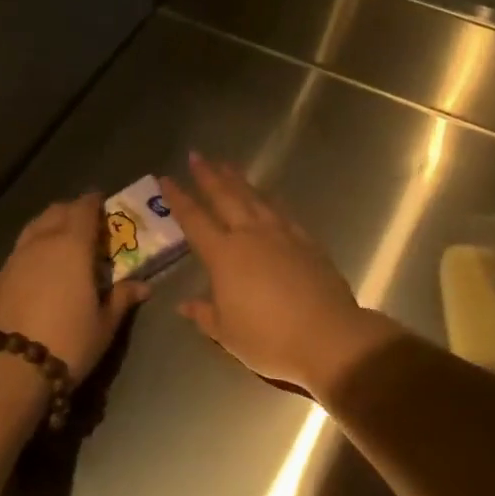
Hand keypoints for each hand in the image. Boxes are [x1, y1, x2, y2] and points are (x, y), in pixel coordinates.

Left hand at [0, 193, 150, 382]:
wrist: (8, 370)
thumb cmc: (68, 342)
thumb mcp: (104, 324)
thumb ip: (122, 299)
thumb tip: (144, 286)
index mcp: (73, 245)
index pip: (84, 208)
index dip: (95, 202)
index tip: (105, 203)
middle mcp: (43, 242)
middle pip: (57, 211)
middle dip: (73, 211)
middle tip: (89, 224)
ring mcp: (16, 258)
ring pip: (35, 226)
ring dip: (51, 225)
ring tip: (64, 242)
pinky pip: (21, 248)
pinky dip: (35, 246)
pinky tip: (41, 268)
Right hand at [162, 152, 399, 397]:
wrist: (327, 336)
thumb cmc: (269, 339)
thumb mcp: (227, 334)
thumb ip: (204, 314)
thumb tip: (184, 304)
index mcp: (224, 255)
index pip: (194, 220)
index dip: (178, 199)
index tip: (166, 179)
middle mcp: (250, 235)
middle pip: (225, 197)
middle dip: (208, 175)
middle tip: (197, 156)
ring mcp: (281, 234)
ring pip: (254, 198)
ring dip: (238, 180)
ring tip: (226, 164)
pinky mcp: (305, 240)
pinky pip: (281, 210)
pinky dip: (268, 198)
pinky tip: (266, 194)